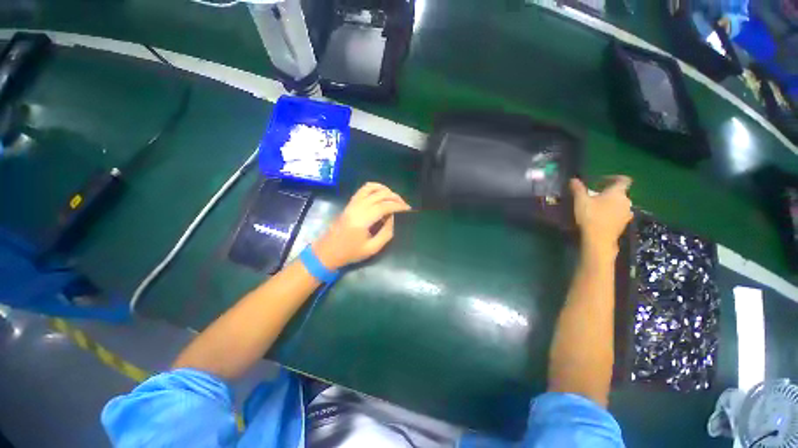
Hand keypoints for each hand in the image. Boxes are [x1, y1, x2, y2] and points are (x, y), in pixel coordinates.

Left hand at [312, 183, 411, 269]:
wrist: (327, 252)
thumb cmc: (350, 253)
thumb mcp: (372, 248)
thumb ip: (386, 233)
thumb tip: (392, 218)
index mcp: (363, 220)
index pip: (384, 206)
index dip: (398, 206)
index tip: (408, 209)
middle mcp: (357, 207)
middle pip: (379, 195)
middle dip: (395, 197)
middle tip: (404, 204)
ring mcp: (352, 204)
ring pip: (371, 188)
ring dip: (385, 190)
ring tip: (394, 197)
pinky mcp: (349, 203)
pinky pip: (362, 190)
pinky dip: (374, 187)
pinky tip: (381, 192)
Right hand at [570, 176, 632, 256]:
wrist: (599, 240)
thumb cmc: (591, 216)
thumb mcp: (580, 200)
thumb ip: (578, 188)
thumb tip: (573, 179)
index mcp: (618, 193)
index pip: (623, 179)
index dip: (613, 178)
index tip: (599, 181)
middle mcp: (626, 201)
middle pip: (619, 193)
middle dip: (607, 193)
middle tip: (593, 196)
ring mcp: (627, 214)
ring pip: (619, 204)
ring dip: (609, 204)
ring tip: (595, 208)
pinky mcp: (623, 225)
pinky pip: (618, 214)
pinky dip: (610, 214)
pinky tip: (598, 218)